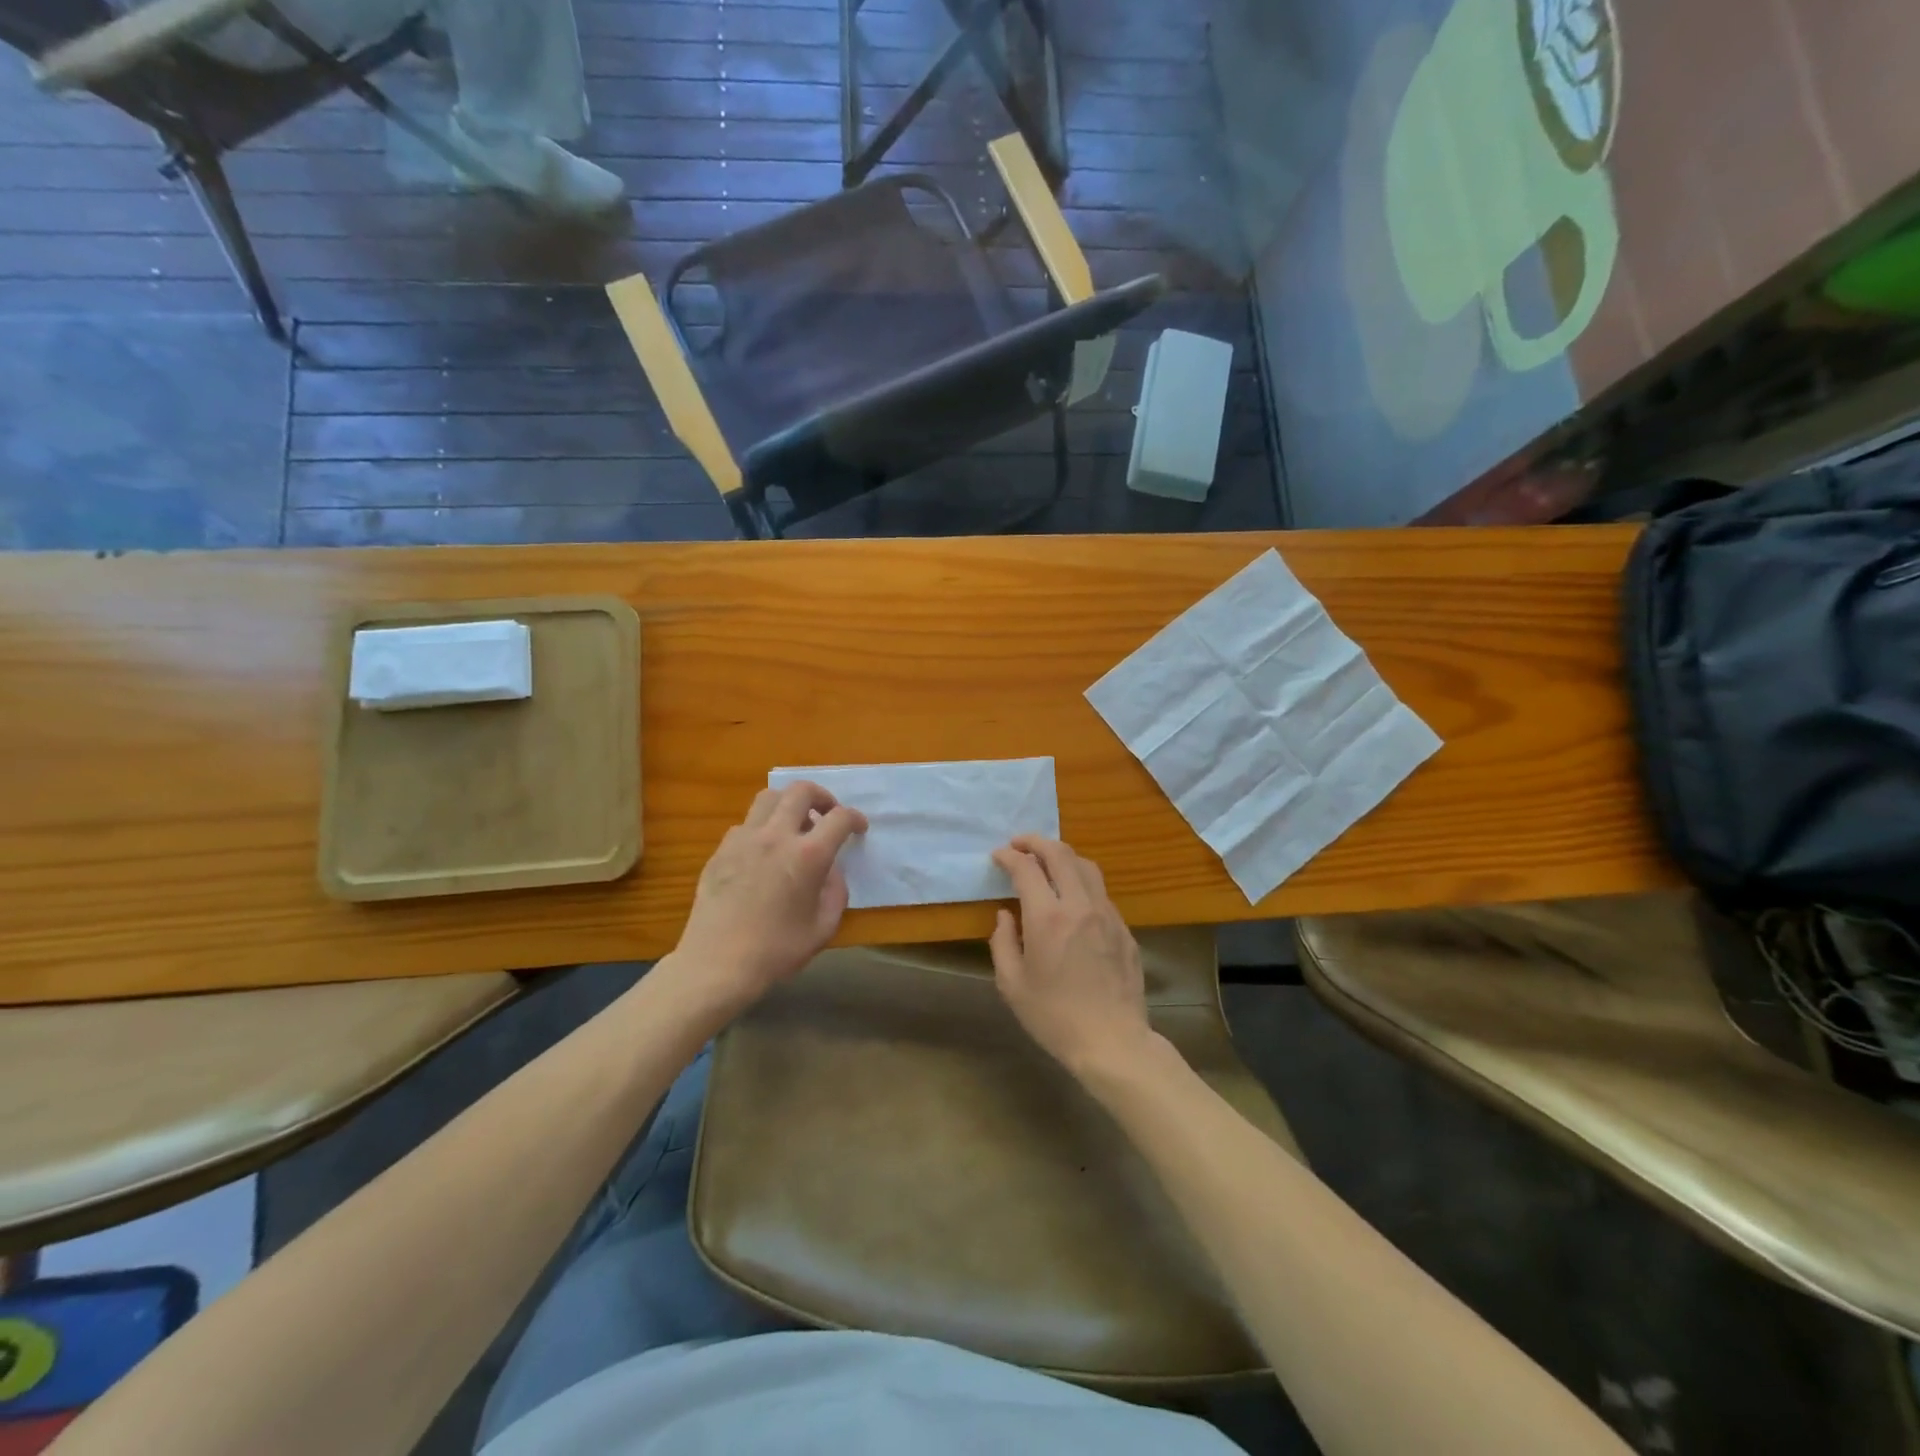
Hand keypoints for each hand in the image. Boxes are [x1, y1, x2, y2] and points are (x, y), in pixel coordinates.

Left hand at [670, 782, 867, 1014]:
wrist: (717, 964)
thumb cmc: (777, 951)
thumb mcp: (824, 927)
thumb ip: (836, 891)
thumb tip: (831, 870)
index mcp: (808, 855)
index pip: (839, 818)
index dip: (855, 818)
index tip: (858, 828)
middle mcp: (776, 836)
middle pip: (801, 791)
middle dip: (821, 796)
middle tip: (827, 814)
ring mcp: (744, 839)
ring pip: (768, 797)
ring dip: (788, 804)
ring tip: (794, 825)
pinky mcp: (721, 850)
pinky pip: (746, 824)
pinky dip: (762, 827)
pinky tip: (763, 852)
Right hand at [989, 836, 1150, 1078]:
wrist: (1112, 1042)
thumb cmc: (1054, 1017)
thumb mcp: (1012, 985)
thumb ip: (1003, 942)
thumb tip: (1005, 915)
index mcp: (1047, 918)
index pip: (1027, 868)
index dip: (1009, 856)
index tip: (998, 855)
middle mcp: (1079, 905)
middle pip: (1060, 854)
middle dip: (1036, 842)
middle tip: (1020, 844)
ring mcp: (1107, 915)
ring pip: (1086, 867)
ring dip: (1063, 856)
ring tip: (1047, 862)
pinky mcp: (1124, 929)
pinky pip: (1101, 893)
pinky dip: (1081, 882)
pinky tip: (1072, 898)